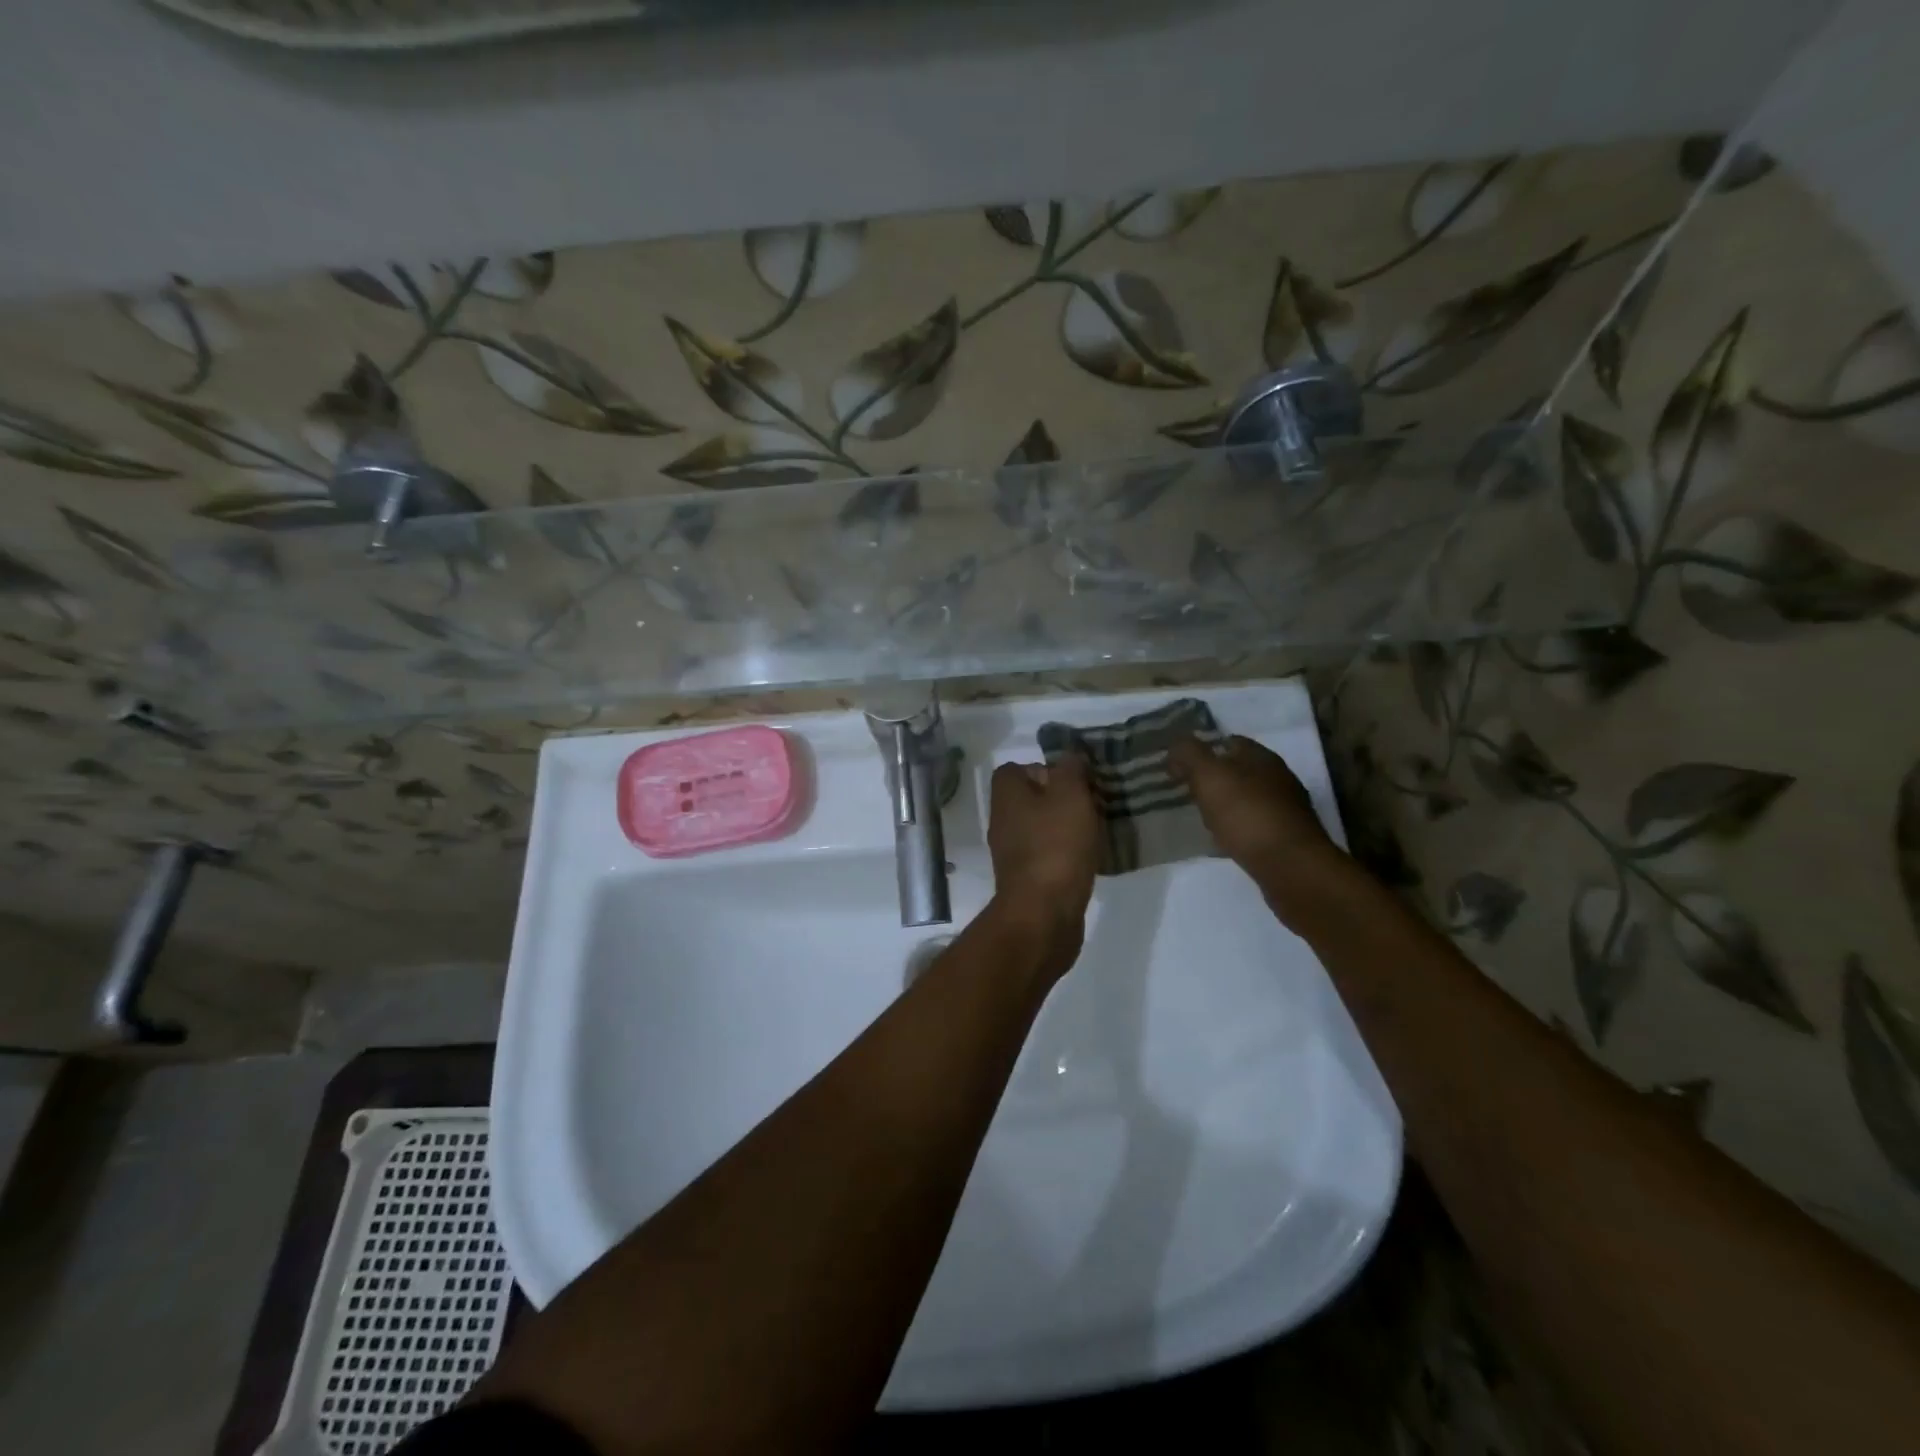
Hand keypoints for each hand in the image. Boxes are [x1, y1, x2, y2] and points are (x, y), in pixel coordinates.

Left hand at [986, 759, 1100, 967]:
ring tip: (1097, 830)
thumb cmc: (1056, 846)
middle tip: (1093, 803)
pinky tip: (1090, 859)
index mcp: (1007, 796)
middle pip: (1031, 798)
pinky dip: (1066, 853)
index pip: (1015, 769)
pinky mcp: (1026, 880)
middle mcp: (1003, 821)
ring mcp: (1012, 853)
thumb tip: (1069, 757)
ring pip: (1041, 827)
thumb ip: (1070, 769)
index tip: (1073, 779)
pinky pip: (1048, 855)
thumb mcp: (1070, 795)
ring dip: (1067, 826)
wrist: (1043, 914)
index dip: (1044, 768)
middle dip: (1062, 798)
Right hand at [1167, 735, 1349, 893]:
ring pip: (1247, 799)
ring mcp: (1286, 809)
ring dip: (1225, 806)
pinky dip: (1237, 830)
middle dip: (1214, 780)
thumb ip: (1189, 754)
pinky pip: (1254, 826)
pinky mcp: (1287, 838)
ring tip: (1202, 819)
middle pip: (1239, 771)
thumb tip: (1176, 746)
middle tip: (1186, 793)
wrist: (1290, 866)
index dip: (1203, 751)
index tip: (1179, 768)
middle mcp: (1278, 778)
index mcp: (1261, 756)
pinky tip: (1224, 842)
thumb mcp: (1208, 775)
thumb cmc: (1246, 813)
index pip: (1229, 742)